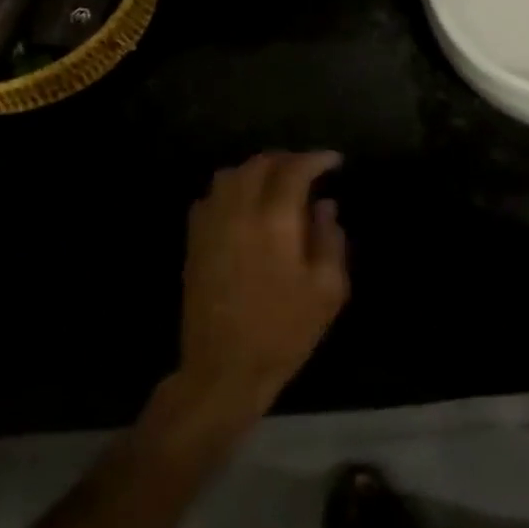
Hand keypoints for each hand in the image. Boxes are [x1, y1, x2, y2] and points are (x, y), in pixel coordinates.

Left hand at [176, 151, 350, 423]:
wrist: (224, 369)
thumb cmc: (285, 331)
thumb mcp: (328, 290)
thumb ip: (330, 239)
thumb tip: (325, 206)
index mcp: (274, 221)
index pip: (294, 170)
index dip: (316, 159)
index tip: (334, 162)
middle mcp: (238, 213)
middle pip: (259, 164)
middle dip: (287, 160)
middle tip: (308, 170)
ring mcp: (210, 226)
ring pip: (230, 175)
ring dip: (256, 170)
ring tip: (277, 183)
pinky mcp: (194, 242)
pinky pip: (210, 197)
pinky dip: (231, 189)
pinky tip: (246, 206)